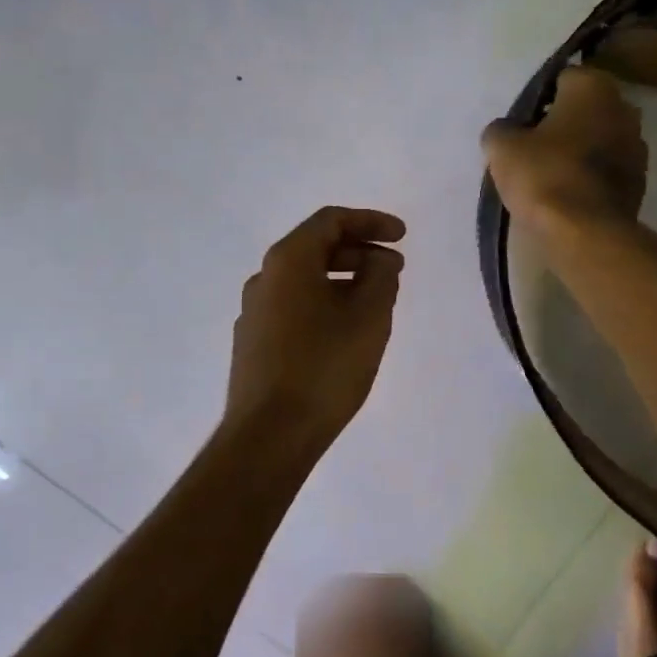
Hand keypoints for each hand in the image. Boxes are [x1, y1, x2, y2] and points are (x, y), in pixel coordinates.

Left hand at [224, 206, 405, 447]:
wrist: (269, 435)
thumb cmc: (324, 368)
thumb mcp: (368, 317)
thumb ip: (380, 277)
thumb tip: (379, 260)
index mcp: (288, 261)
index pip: (330, 221)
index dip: (371, 221)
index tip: (403, 236)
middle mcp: (264, 278)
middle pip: (315, 248)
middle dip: (359, 251)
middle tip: (394, 269)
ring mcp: (253, 312)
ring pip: (304, 280)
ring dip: (342, 280)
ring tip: (375, 302)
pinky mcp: (253, 343)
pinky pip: (293, 307)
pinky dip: (324, 304)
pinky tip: (345, 331)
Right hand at [481, 66, 646, 234]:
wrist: (585, 233)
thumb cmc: (544, 176)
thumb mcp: (503, 148)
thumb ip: (501, 130)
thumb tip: (505, 131)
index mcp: (594, 87)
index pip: (562, 79)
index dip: (539, 101)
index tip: (522, 124)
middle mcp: (624, 108)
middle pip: (585, 110)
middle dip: (564, 123)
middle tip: (533, 148)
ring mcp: (637, 147)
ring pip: (599, 139)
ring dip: (580, 151)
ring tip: (550, 175)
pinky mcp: (639, 182)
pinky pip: (607, 170)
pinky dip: (591, 177)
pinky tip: (568, 195)